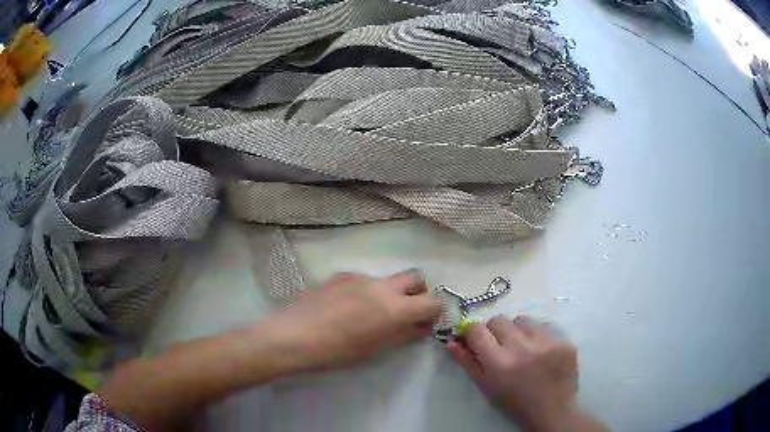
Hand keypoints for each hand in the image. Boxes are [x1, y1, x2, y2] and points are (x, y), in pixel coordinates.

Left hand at [270, 270, 441, 370]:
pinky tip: (347, 310)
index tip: (424, 324)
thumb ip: (402, 334)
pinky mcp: (340, 276)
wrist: (294, 336)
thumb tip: (420, 327)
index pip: (433, 301)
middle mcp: (382, 286)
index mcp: (395, 307)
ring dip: (390, 293)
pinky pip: (363, 281)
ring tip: (370, 314)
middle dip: (418, 292)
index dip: (434, 312)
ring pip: (387, 279)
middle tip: (406, 313)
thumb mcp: (375, 348)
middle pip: (415, 277)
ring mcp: (359, 278)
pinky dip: (366, 292)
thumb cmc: (338, 351)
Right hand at [448, 315, 605, 431]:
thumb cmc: (514, 402)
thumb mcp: (486, 386)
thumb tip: (452, 341)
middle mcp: (522, 348)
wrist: (552, 410)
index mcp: (499, 363)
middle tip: (501, 345)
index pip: (477, 329)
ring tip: (524, 348)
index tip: (476, 338)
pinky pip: (545, 327)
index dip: (473, 331)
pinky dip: (539, 337)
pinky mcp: (564, 341)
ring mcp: (547, 343)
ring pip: (523, 320)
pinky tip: (542, 354)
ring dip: (518, 331)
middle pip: (499, 319)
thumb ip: (467, 362)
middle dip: (495, 330)